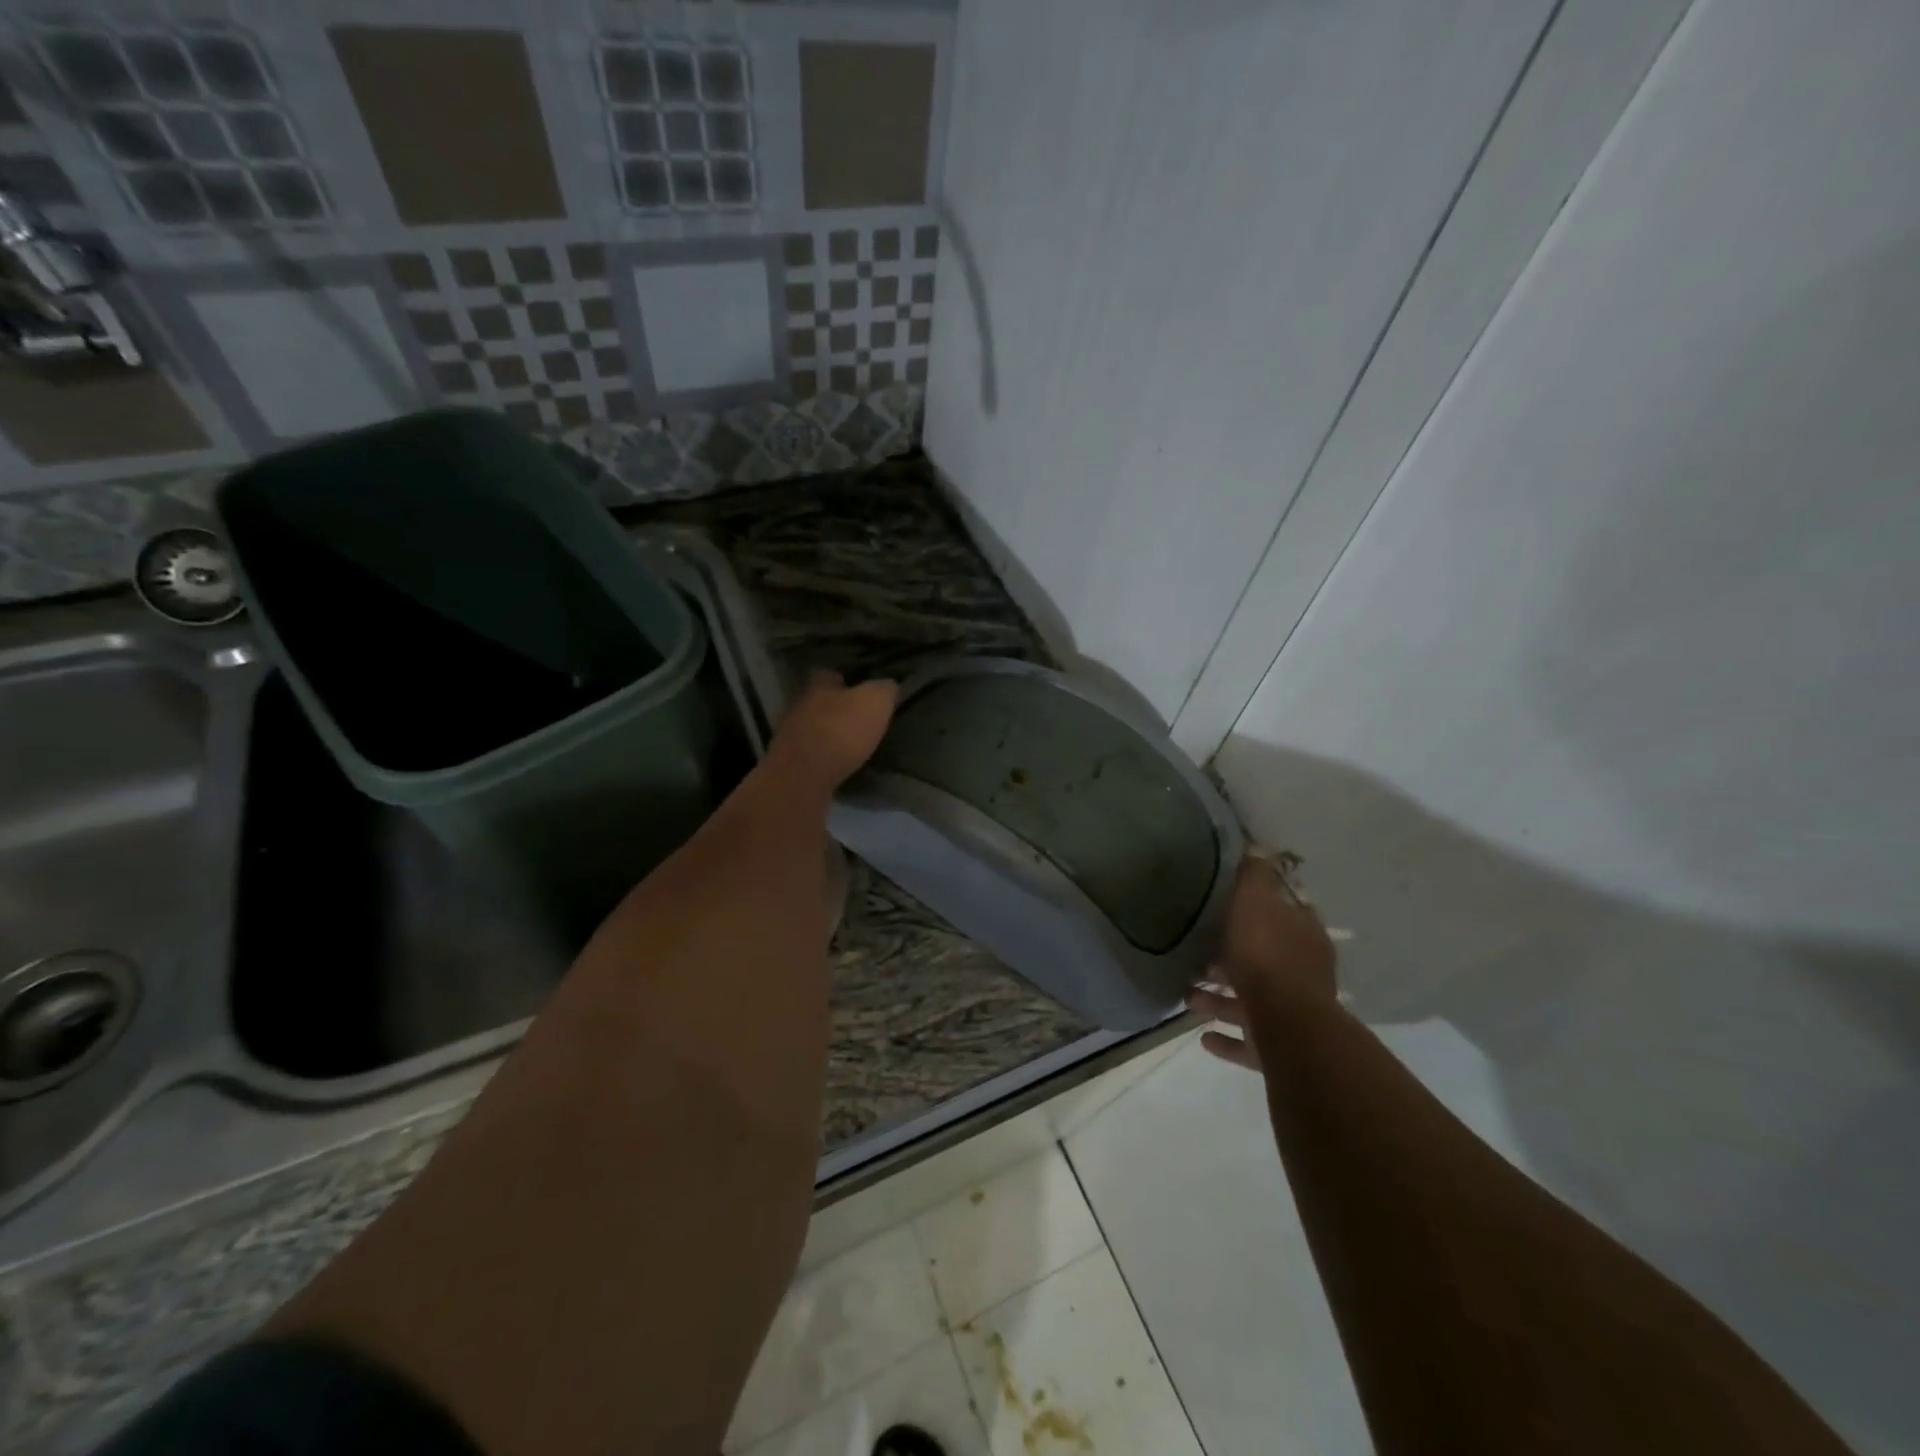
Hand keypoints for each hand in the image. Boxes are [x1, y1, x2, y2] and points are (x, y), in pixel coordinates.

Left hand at [769, 671, 898, 789]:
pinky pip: (811, 755)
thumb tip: (889, 686)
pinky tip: (839, 766)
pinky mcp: (789, 763)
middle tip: (860, 720)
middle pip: (820, 701)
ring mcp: (790, 735)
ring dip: (829, 735)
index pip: (830, 674)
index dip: (847, 680)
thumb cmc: (841, 730)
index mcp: (818, 684)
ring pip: (814, 729)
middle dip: (837, 709)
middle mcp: (799, 705)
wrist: (804, 776)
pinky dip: (824, 759)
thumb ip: (884, 689)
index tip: (862, 689)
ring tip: (852, 746)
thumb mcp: (875, 702)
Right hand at [1189, 853, 1337, 1069]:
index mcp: (1304, 936)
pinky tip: (1203, 1036)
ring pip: (1252, 1001)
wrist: (1289, 1028)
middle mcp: (1304, 974)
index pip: (1290, 914)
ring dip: (1219, 998)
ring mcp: (1295, 1015)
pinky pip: (1249, 1042)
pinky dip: (1226, 1038)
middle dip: (1231, 958)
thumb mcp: (1255, 902)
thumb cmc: (1267, 956)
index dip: (1264, 909)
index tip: (1232, 905)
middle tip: (1197, 954)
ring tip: (1187, 995)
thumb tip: (1257, 848)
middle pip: (1266, 960)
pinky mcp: (1281, 1049)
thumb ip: (1255, 877)